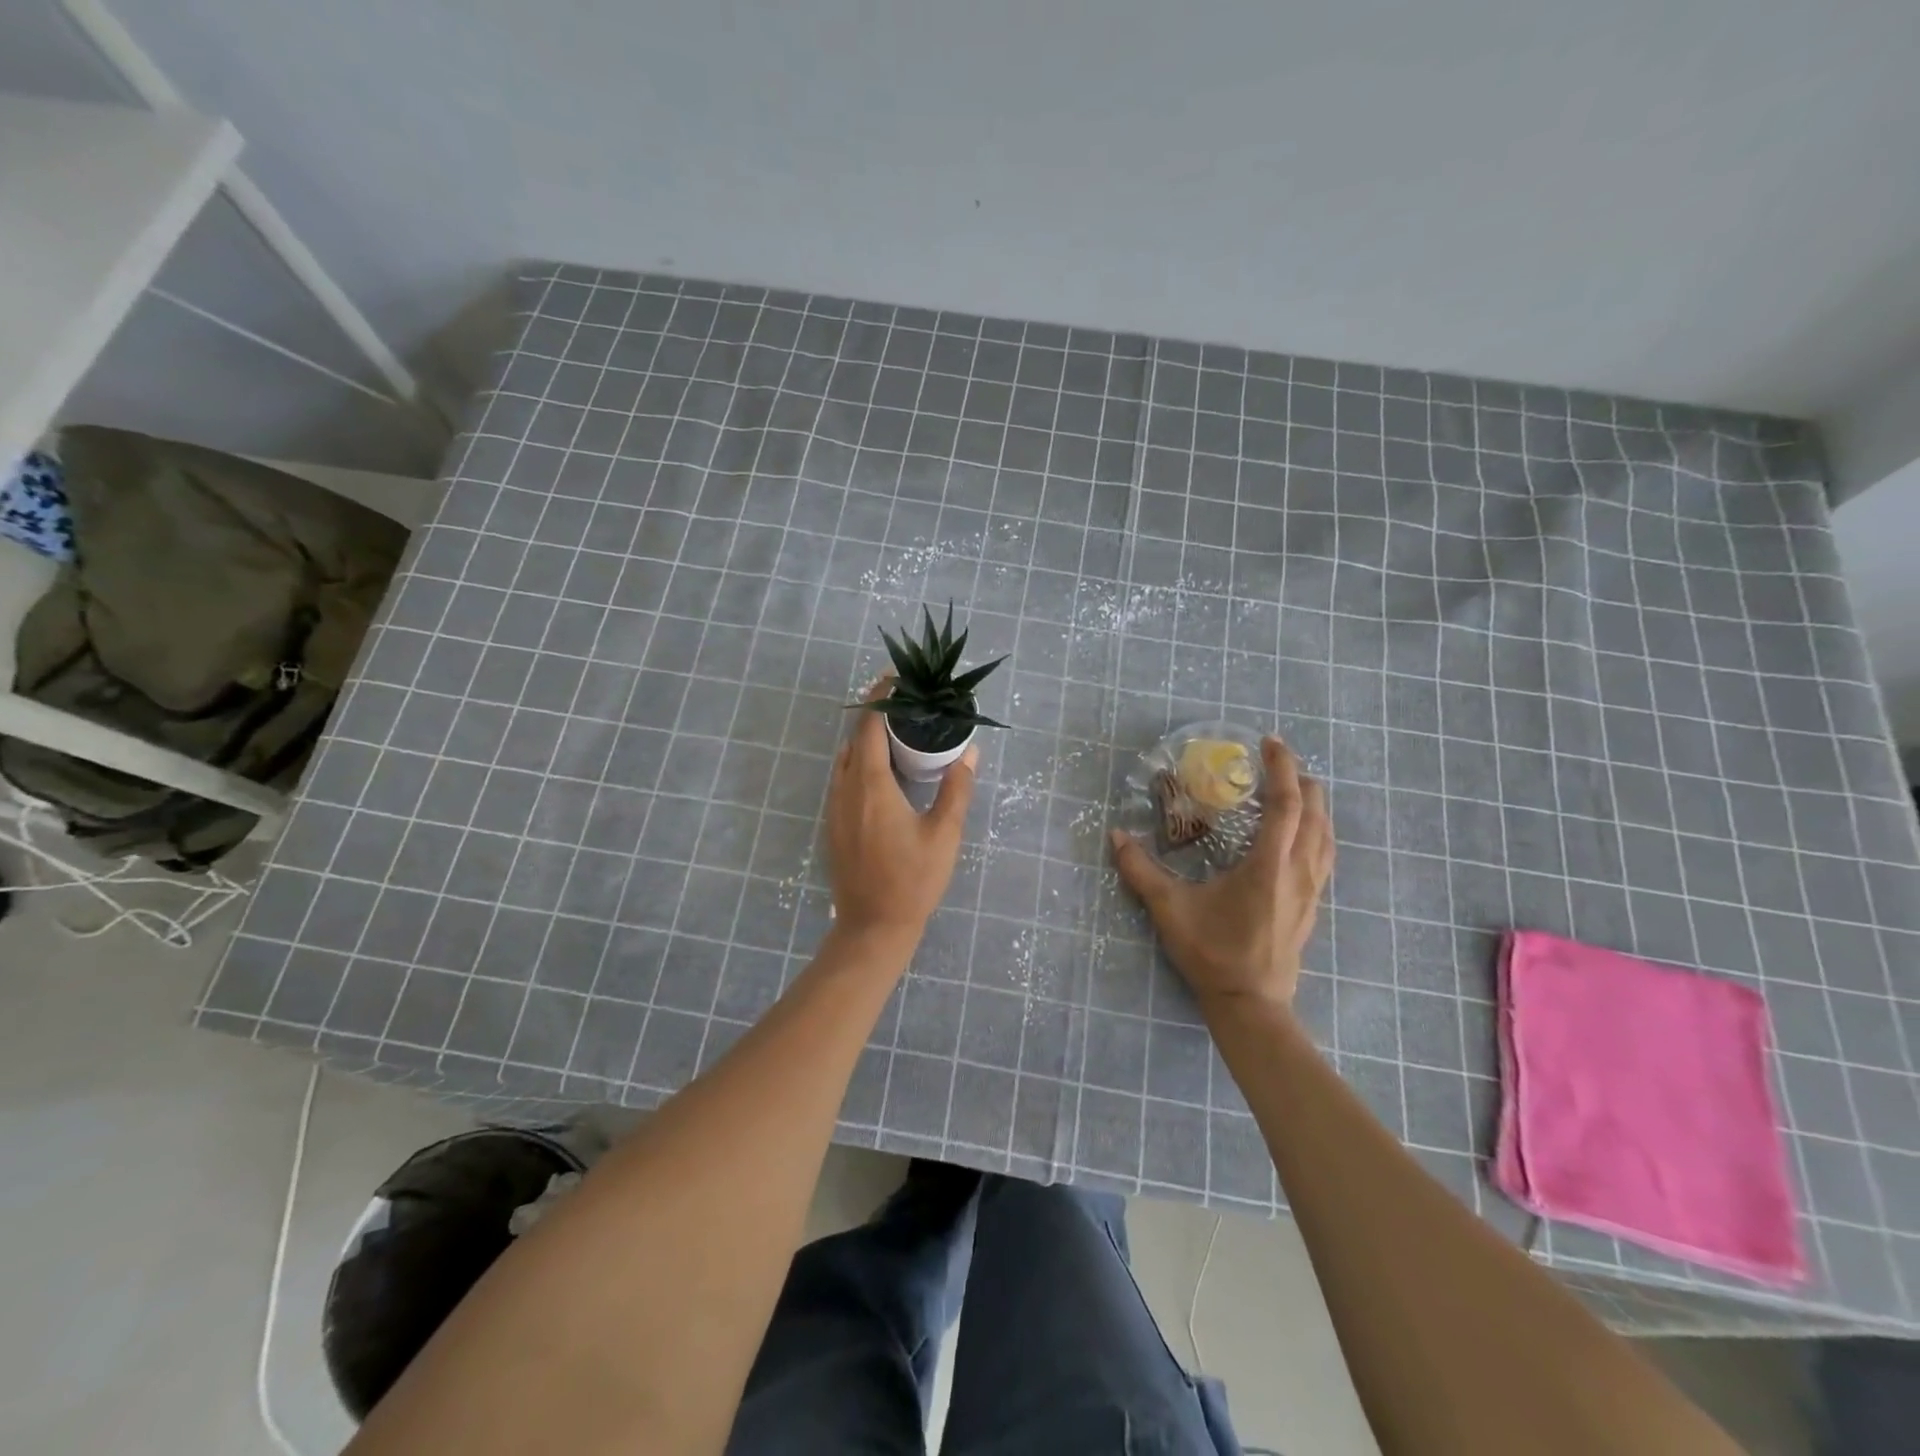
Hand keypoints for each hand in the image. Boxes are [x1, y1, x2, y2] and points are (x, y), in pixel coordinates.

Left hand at [825, 680, 976, 946]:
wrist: (872, 927)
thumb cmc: (912, 880)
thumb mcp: (944, 834)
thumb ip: (956, 789)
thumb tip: (969, 753)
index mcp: (870, 784)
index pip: (869, 725)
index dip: (881, 697)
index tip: (898, 678)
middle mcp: (846, 788)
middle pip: (855, 738)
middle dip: (877, 715)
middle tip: (908, 705)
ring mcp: (835, 807)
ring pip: (847, 758)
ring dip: (868, 739)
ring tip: (899, 733)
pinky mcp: (834, 823)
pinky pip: (844, 778)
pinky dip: (861, 761)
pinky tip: (885, 772)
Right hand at [1110, 736, 1333, 1015]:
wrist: (1250, 1003)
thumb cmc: (1212, 953)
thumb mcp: (1169, 910)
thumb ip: (1141, 871)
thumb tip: (1116, 836)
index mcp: (1268, 866)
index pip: (1286, 805)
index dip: (1281, 768)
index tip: (1270, 742)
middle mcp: (1297, 871)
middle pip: (1315, 813)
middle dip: (1302, 779)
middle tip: (1278, 761)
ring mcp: (1310, 890)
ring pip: (1326, 835)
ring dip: (1314, 805)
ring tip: (1295, 787)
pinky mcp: (1312, 905)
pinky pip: (1325, 855)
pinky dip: (1317, 830)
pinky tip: (1302, 834)